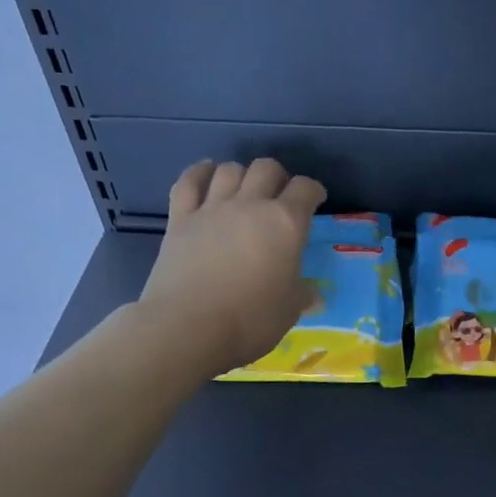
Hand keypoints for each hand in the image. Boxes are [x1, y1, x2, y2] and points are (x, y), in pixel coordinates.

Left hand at [138, 158, 326, 376]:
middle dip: (277, 177)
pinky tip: (205, 174)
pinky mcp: (180, 219)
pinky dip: (199, 173)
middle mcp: (250, 205)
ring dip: (241, 174)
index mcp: (286, 223)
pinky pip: (189, 182)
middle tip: (279, 196)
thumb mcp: (289, 310)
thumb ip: (302, 294)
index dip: (313, 191)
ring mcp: (212, 208)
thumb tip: (313, 295)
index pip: (305, 189)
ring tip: (243, 190)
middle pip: (267, 168)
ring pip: (230, 169)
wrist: (189, 328)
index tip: (315, 201)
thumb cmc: (250, 320)